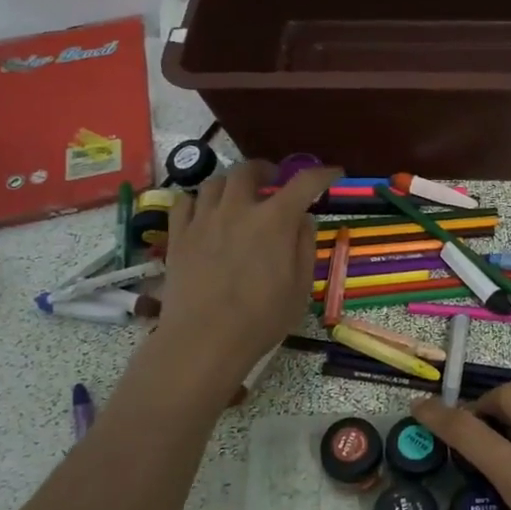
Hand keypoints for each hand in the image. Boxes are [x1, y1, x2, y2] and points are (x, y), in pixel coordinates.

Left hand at [157, 160, 340, 383]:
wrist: (203, 340)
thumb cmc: (260, 320)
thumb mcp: (300, 288)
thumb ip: (304, 247)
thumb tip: (304, 219)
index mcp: (275, 220)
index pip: (304, 182)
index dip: (322, 174)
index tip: (332, 174)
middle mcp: (238, 209)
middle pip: (248, 170)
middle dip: (265, 170)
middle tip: (272, 182)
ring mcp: (203, 220)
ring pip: (214, 182)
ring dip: (231, 184)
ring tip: (237, 198)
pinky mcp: (178, 235)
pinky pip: (184, 202)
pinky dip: (198, 201)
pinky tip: (204, 214)